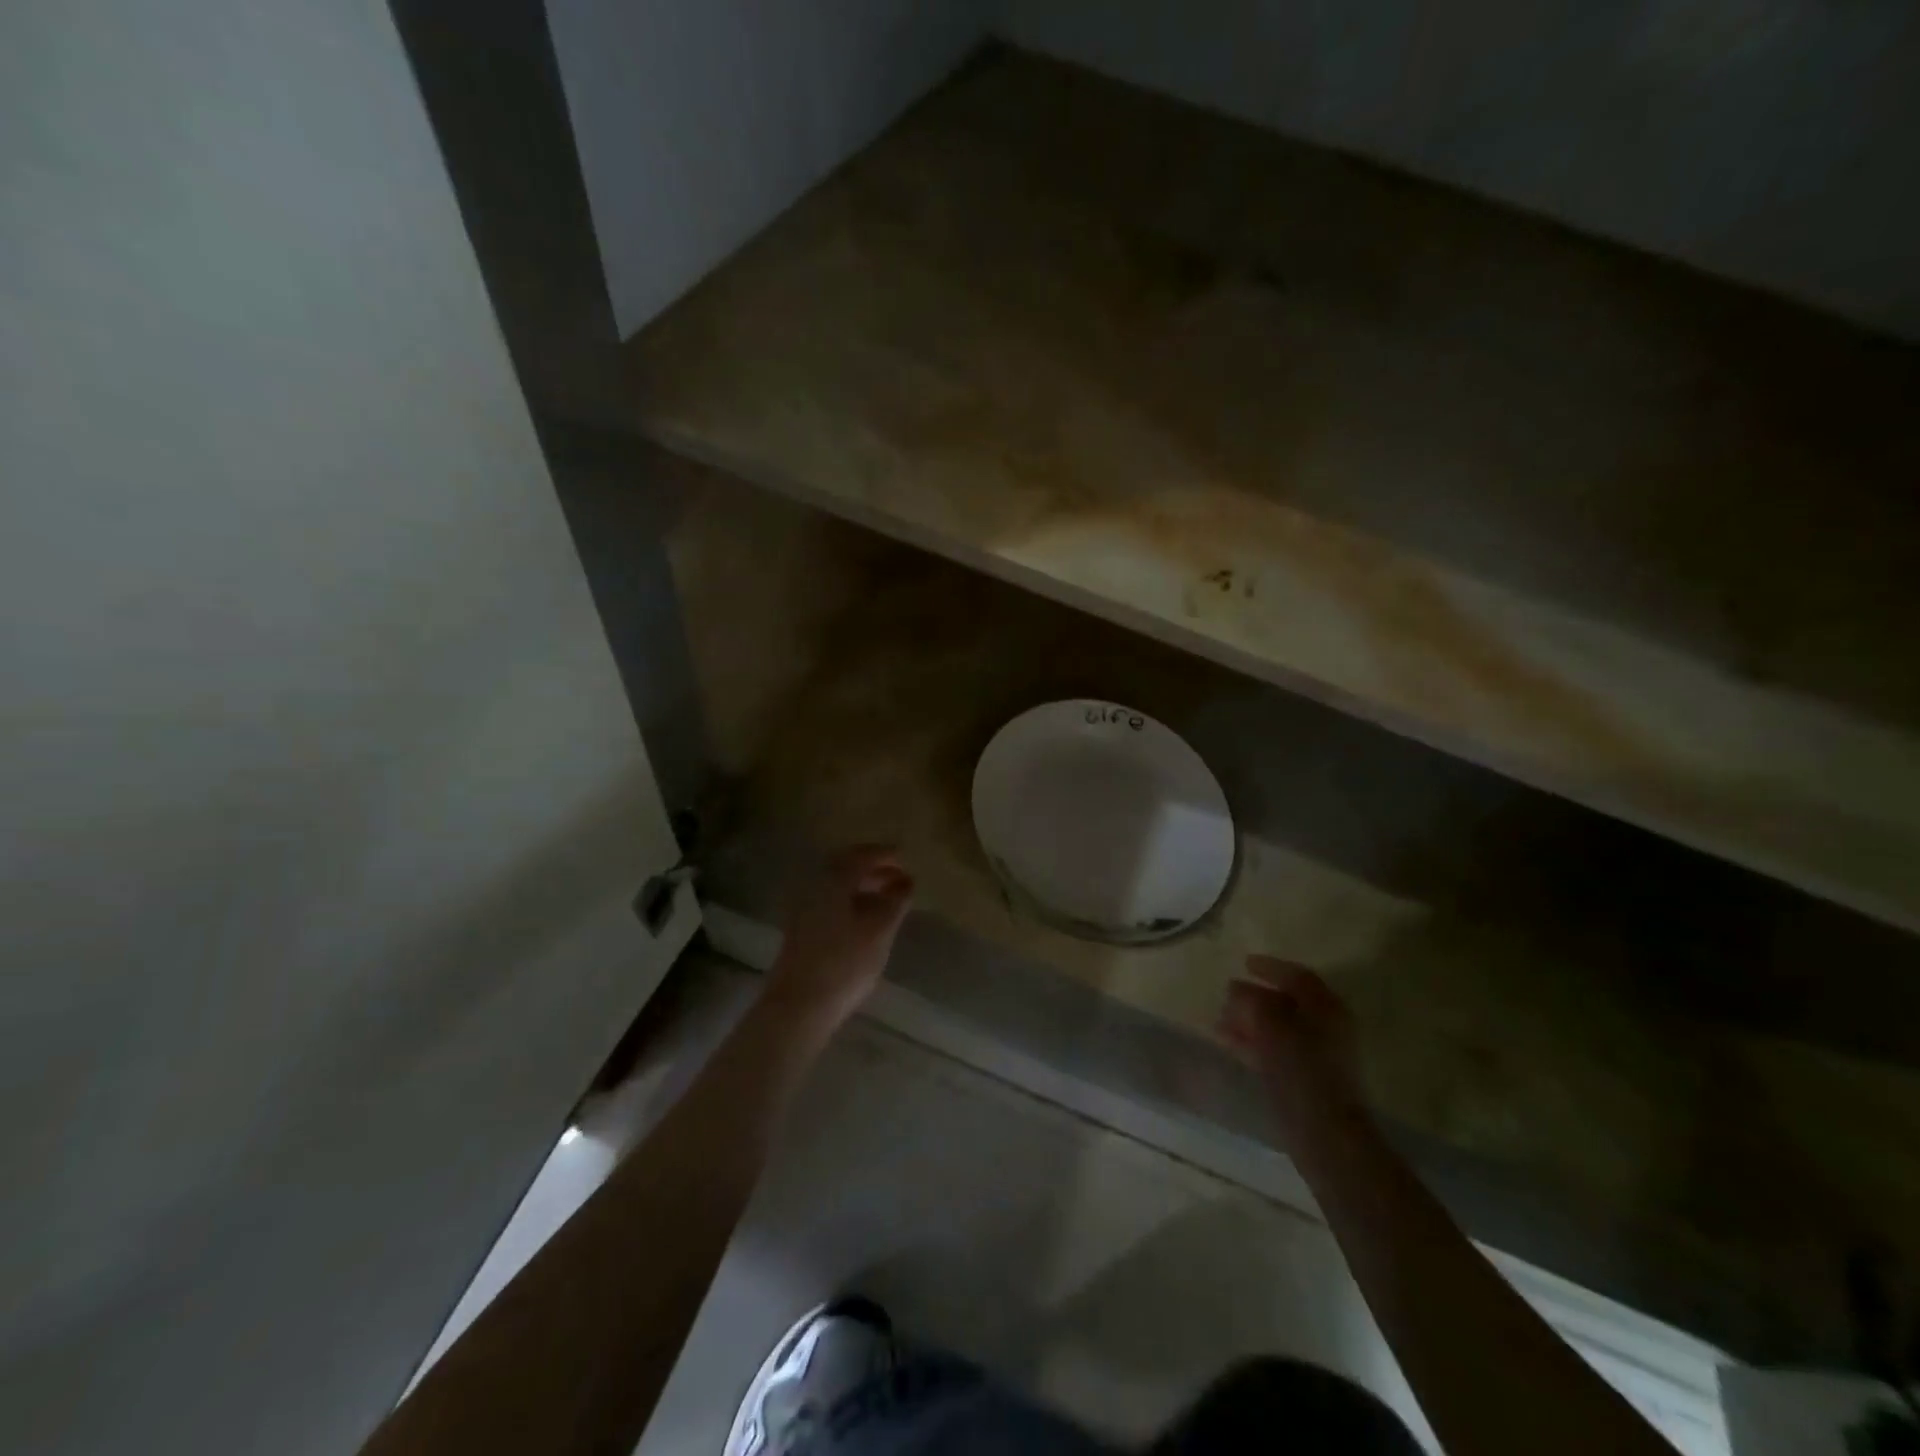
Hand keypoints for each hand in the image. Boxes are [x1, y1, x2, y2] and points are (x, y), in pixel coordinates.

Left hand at [763, 846, 913, 1034]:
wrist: (798, 1005)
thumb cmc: (845, 963)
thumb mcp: (880, 930)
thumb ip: (896, 901)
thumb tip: (906, 881)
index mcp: (833, 879)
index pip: (862, 855)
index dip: (885, 854)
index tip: (905, 857)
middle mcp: (814, 885)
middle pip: (846, 866)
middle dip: (873, 868)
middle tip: (898, 876)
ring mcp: (803, 907)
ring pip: (837, 885)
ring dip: (862, 885)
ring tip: (887, 898)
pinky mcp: (800, 928)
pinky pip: (830, 901)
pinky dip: (850, 900)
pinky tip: (865, 918)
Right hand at [1219, 957, 1364, 1144]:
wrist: (1325, 1134)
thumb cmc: (1301, 1070)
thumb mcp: (1270, 1025)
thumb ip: (1251, 1001)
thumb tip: (1236, 990)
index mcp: (1325, 1008)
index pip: (1297, 977)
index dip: (1270, 967)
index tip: (1244, 963)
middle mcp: (1326, 1027)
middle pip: (1286, 1002)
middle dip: (1254, 997)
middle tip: (1227, 996)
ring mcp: (1318, 1056)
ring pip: (1278, 1028)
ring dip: (1249, 1021)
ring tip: (1219, 1022)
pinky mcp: (1306, 1080)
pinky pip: (1275, 1050)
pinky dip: (1253, 1043)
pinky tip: (1231, 1045)